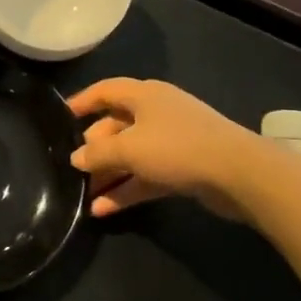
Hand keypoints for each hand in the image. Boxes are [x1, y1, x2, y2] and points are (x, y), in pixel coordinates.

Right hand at [68, 78, 262, 219]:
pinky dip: (126, 190)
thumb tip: (76, 158)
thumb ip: (97, 153)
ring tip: (82, 195)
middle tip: (72, 167)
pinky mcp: (183, 168)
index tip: (60, 117)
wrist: (240, 174)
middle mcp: (157, 113)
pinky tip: (103, 210)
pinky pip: (146, 176)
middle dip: (93, 148)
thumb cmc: (177, 148)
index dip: (81, 101)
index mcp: (144, 95)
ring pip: (131, 155)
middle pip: (116, 126)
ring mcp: (172, 141)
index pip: (105, 90)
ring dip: (108, 174)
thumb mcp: (128, 149)